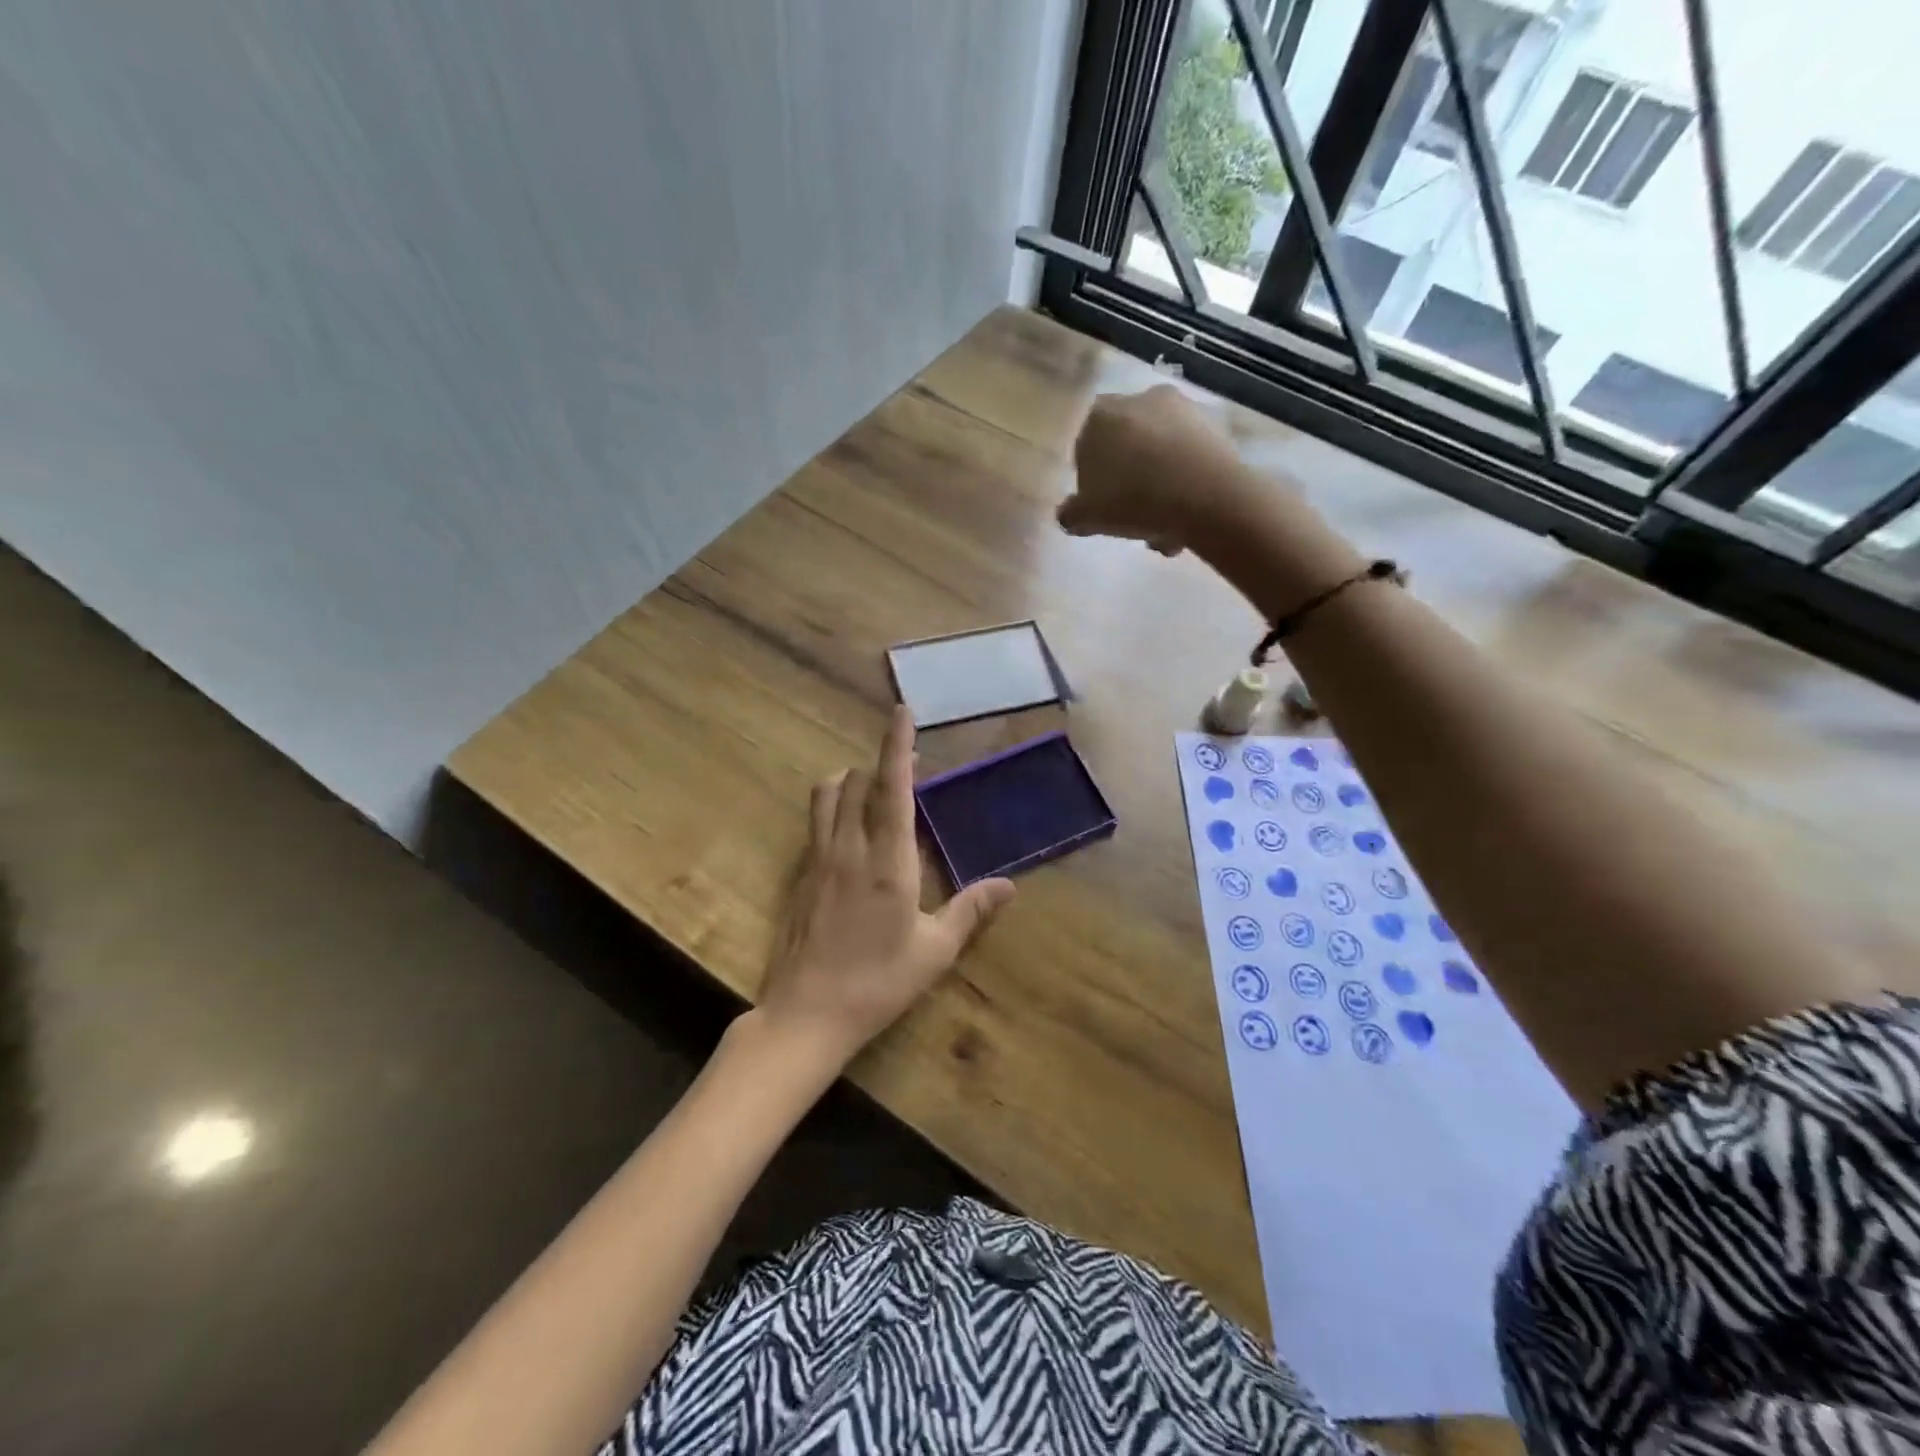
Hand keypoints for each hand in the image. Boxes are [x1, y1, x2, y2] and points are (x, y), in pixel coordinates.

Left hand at [759, 705, 1015, 1068]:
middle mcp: (849, 848)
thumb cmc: (879, 983)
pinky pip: (817, 821)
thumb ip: (970, 911)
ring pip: (827, 794)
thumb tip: (1009, 886)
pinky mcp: (802, 874)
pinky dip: (834, 806)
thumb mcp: (934, 951)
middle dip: (882, 765)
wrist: (807, 1014)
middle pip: (857, 781)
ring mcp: (819, 859)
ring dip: (851, 780)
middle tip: (908, 770)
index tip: (902, 711)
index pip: (892, 788)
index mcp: (888, 861)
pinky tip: (851, 831)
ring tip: (874, 790)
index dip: (897, 745)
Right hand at [1058, 384, 1255, 555]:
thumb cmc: (1132, 500)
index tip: (1101, 507)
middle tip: (1133, 519)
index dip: (1091, 481)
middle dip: (1130, 483)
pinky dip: (1187, 480)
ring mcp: (1181, 408)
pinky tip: (1189, 515)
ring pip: (1161, 454)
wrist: (1205, 496)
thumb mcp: (1086, 517)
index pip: (1085, 447)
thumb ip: (1070, 513)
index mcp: (1099, 415)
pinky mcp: (1214, 423)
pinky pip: (1190, 456)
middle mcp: (1139, 399)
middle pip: (1127, 448)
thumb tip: (1069, 513)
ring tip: (1165, 527)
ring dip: (1160, 487)